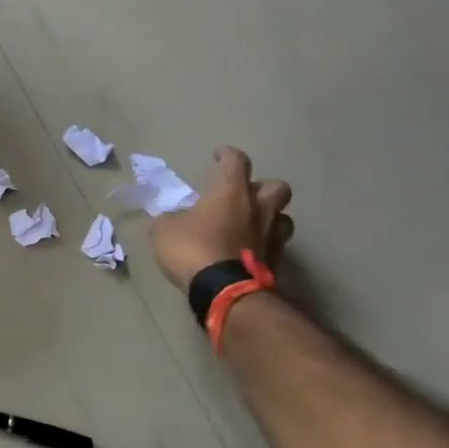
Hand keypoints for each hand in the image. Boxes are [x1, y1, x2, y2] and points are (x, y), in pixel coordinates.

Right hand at [150, 146, 293, 290]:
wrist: (224, 291)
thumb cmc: (193, 249)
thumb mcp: (164, 230)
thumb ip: (170, 219)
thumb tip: (174, 219)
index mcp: (231, 192)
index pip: (236, 161)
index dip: (227, 155)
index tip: (219, 156)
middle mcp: (258, 208)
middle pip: (276, 186)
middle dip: (262, 187)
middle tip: (244, 196)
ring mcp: (272, 236)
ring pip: (284, 217)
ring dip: (270, 217)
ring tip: (253, 225)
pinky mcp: (276, 262)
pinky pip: (275, 246)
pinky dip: (265, 246)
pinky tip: (250, 252)